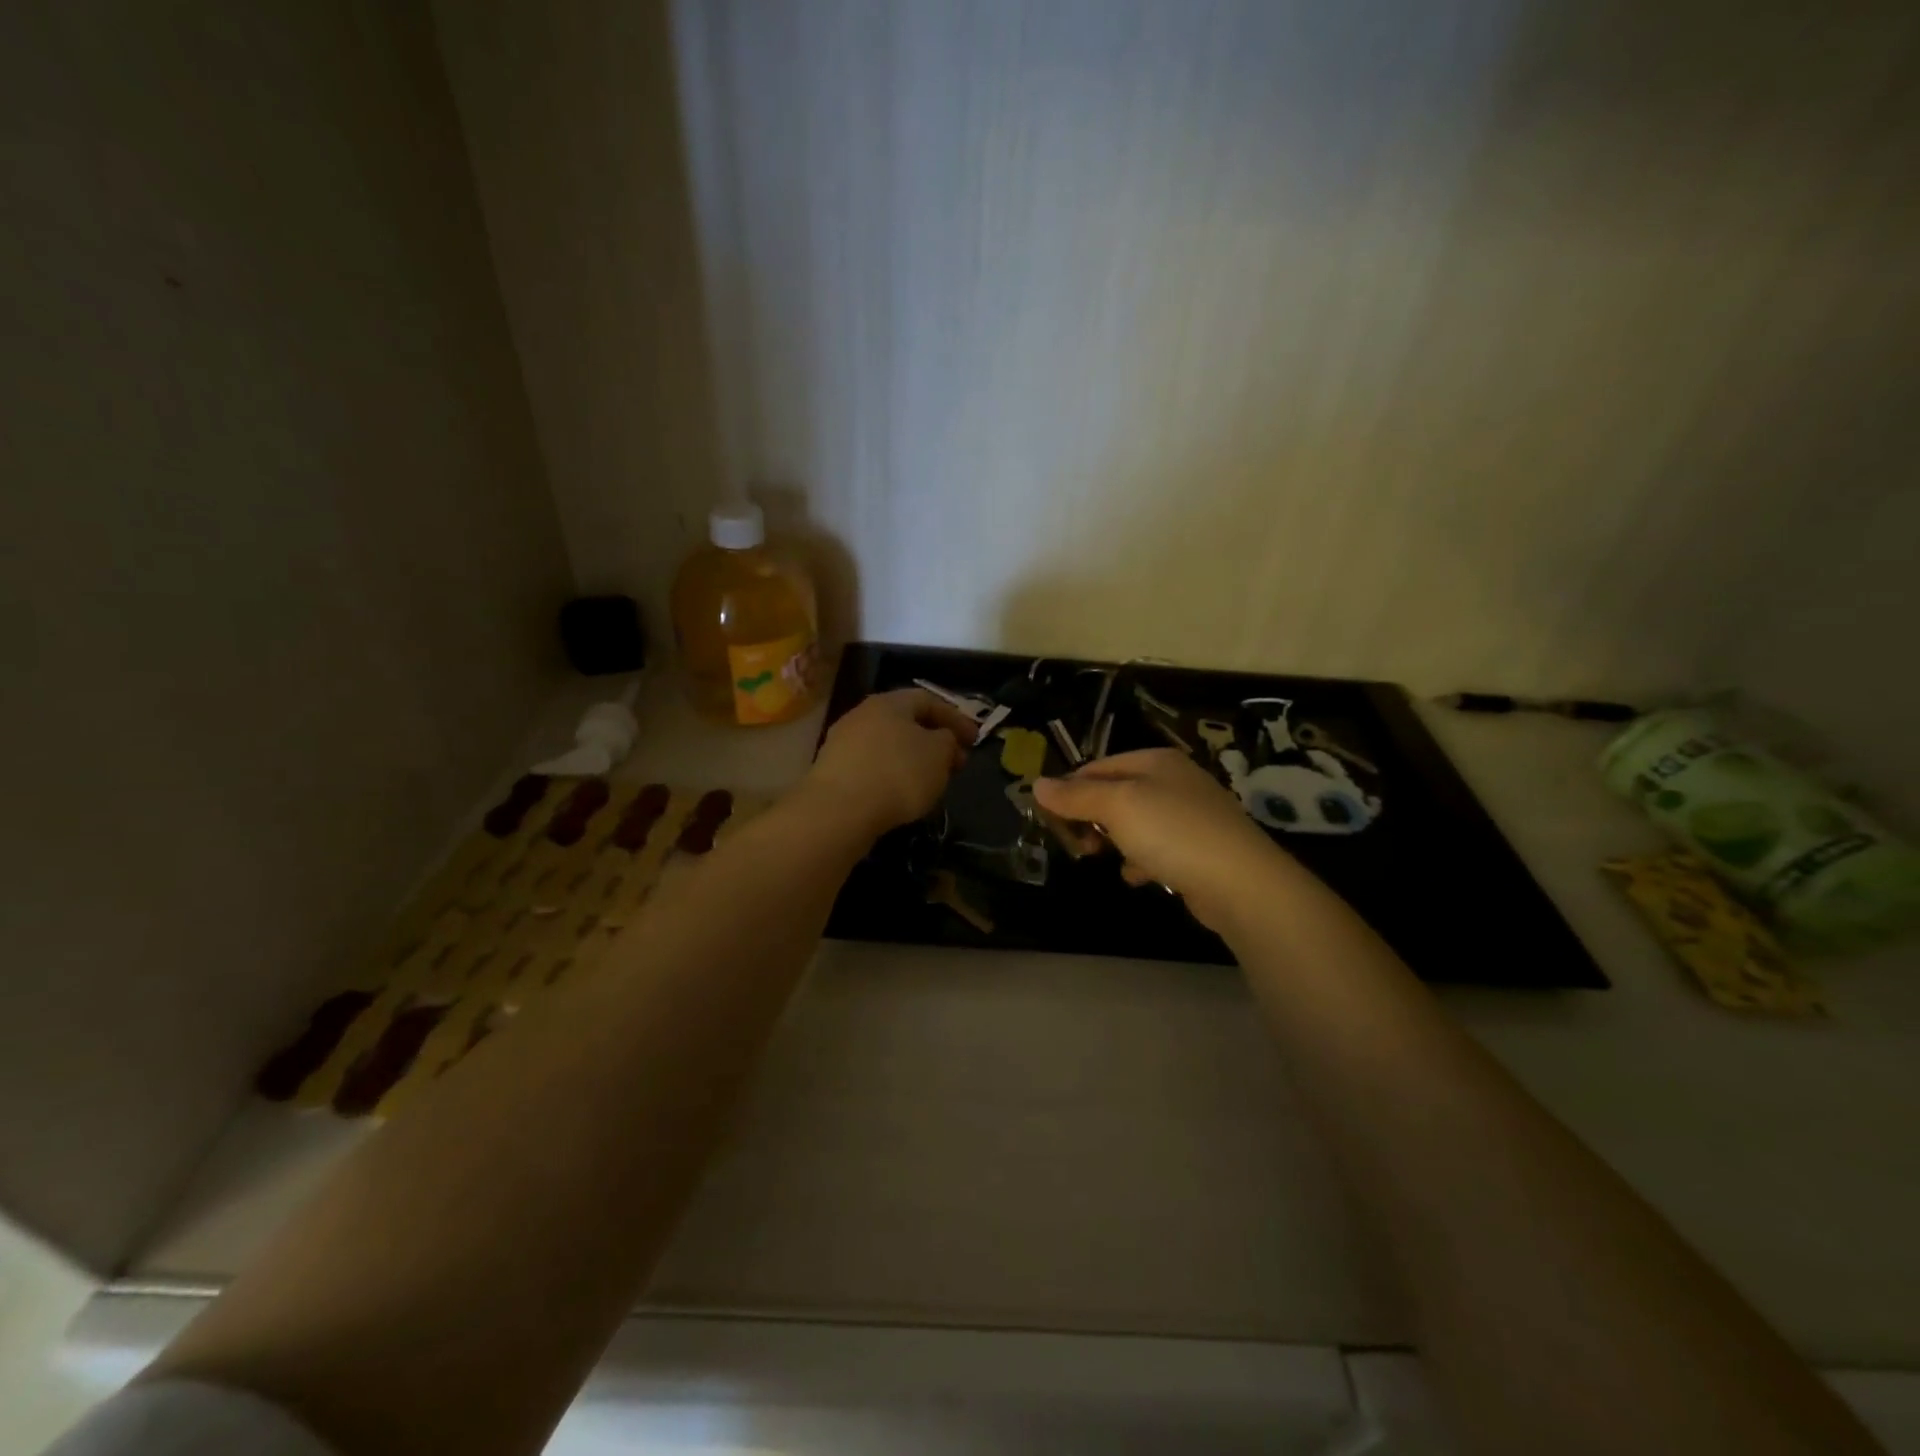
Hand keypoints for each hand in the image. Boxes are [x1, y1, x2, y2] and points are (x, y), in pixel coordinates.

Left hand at [804, 688, 976, 837]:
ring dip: (912, 759)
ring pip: (888, 745)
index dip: (955, 719)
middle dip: (934, 741)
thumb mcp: (938, 754)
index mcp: (889, 702)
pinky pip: (872, 766)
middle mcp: (862, 714)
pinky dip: (891, 775)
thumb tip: (943, 740)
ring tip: (930, 781)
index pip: (928, 700)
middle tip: (955, 763)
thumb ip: (948, 741)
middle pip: (906, 722)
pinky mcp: (833, 771)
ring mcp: (843, 742)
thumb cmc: (897, 773)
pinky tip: (901, 795)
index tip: (975, 741)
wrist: (839, 810)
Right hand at [1033, 749, 1288, 930]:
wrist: (1241, 883)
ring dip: (1113, 841)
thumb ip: (1075, 795)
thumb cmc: (1172, 833)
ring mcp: (1189, 815)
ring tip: (1102, 859)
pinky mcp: (1199, 849)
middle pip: (1115, 794)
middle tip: (1077, 844)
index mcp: (1155, 761)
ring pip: (1133, 823)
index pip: (1096, 767)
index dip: (1069, 790)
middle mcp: (1174, 781)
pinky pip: (1156, 849)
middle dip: (1090, 818)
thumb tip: (1037, 784)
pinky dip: (1141, 861)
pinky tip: (1138, 876)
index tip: (1049, 820)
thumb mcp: (1117, 806)